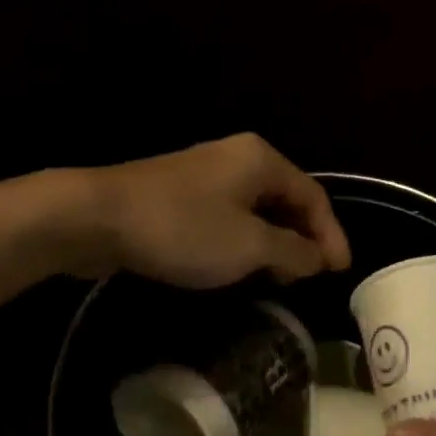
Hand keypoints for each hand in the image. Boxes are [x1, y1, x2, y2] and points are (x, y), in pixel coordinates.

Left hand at [86, 133, 351, 288]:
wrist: (96, 216)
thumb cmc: (183, 229)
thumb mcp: (249, 246)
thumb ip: (293, 252)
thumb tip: (318, 258)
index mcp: (262, 160)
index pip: (314, 197)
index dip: (331, 236)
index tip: (339, 273)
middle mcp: (238, 158)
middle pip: (287, 199)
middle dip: (303, 239)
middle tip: (309, 277)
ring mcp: (205, 174)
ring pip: (256, 209)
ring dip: (273, 242)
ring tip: (279, 277)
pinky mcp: (180, 193)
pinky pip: (228, 216)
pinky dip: (244, 240)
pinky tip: (238, 265)